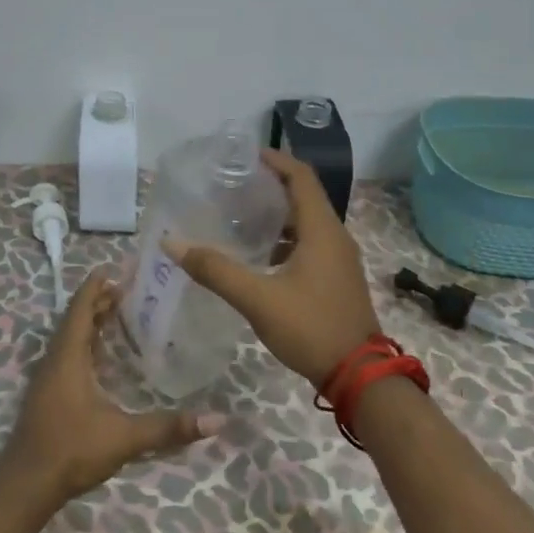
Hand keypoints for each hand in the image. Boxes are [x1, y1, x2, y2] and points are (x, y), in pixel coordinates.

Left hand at [0, 270, 223, 508]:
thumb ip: (168, 428)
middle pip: (76, 318)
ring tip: (119, 313)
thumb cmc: (71, 450)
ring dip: (91, 322)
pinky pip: (67, 353)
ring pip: (70, 337)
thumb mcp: (124, 437)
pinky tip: (102, 356)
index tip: (116, 269)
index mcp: (68, 356)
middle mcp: (55, 359)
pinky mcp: (48, 394)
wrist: (26, 486)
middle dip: (99, 301)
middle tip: (129, 290)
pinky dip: (86, 343)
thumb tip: (216, 421)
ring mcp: (48, 377)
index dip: (96, 286)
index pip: (81, 308)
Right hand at [164, 148, 378, 385]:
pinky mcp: (336, 278)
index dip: (276, 160)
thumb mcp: (258, 299)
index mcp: (322, 230)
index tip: (244, 155)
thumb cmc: (311, 328)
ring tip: (239, 217)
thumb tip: (172, 243)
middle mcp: (335, 237)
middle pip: (303, 196)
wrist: (360, 377)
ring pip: (306, 222)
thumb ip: (215, 270)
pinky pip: (310, 243)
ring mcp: (339, 259)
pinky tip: (258, 256)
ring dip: (277, 214)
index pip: (301, 177)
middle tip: (233, 185)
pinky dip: (285, 239)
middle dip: (270, 185)